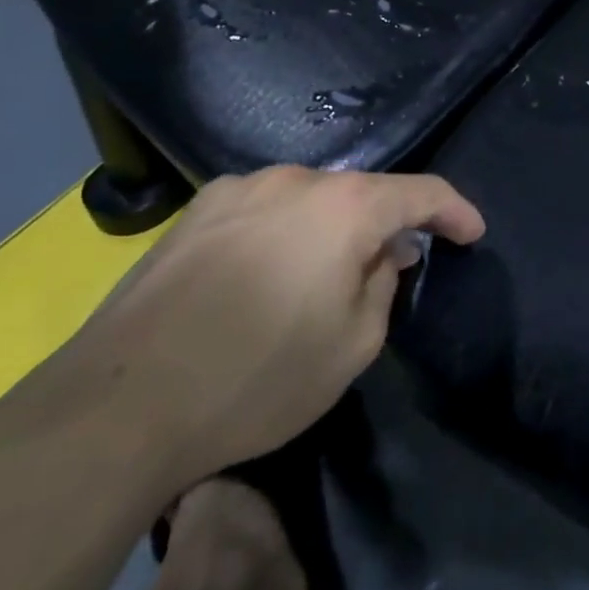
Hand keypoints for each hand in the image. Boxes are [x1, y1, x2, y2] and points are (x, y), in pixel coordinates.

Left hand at [0, 166, 483, 486]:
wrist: (115, 408)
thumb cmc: (257, 378)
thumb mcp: (354, 344)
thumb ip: (383, 284)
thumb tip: (381, 255)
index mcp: (344, 206)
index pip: (422, 192)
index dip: (456, 211)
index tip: (472, 234)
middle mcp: (292, 181)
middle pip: (362, 193)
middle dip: (390, 224)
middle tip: (400, 264)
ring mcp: (234, 192)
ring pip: (310, 200)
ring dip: (335, 228)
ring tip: (332, 272)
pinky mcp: (191, 216)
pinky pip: (263, 211)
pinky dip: (288, 233)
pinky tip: (273, 275)